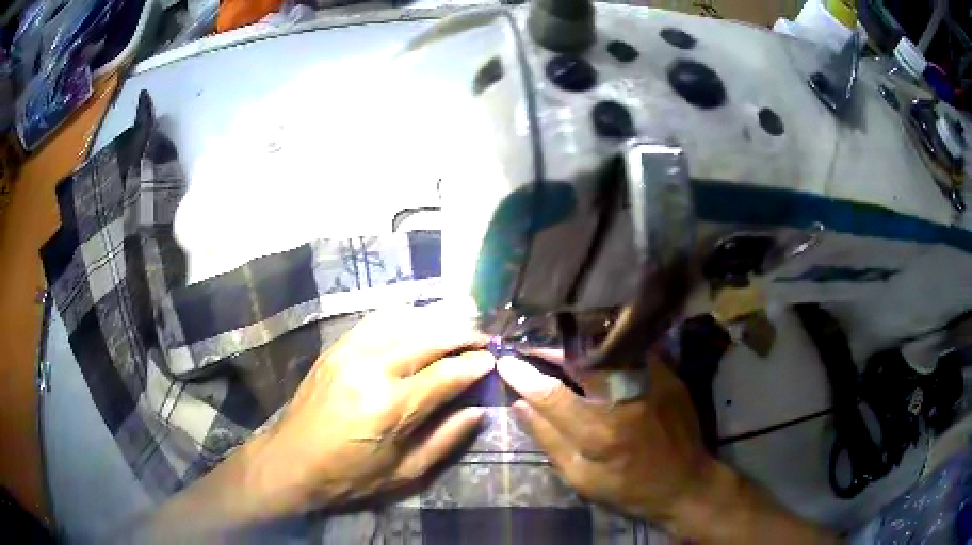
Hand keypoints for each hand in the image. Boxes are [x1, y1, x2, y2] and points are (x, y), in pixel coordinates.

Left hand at [250, 305, 494, 514]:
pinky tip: (417, 323)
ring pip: (404, 321)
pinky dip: (404, 318)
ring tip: (457, 328)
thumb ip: (445, 440)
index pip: (446, 374)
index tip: (493, 360)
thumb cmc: (350, 476)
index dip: (475, 365)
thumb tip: (478, 410)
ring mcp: (350, 353)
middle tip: (484, 338)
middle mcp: (371, 369)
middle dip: (463, 334)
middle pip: (429, 338)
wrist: (291, 462)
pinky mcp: (335, 348)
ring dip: (436, 321)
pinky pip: (376, 321)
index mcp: (391, 407)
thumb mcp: (404, 473)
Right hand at [497, 352, 834, 543]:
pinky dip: (605, 346)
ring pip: (604, 349)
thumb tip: (519, 405)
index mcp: (597, 433)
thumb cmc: (628, 488)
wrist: (685, 482)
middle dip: (547, 348)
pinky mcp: (667, 374)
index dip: (522, 375)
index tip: (503, 361)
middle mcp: (623, 399)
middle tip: (527, 343)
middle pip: (577, 360)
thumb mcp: (581, 478)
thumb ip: (549, 440)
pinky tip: (592, 346)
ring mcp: (649, 381)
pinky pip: (629, 351)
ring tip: (553, 339)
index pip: (549, 394)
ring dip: (574, 343)